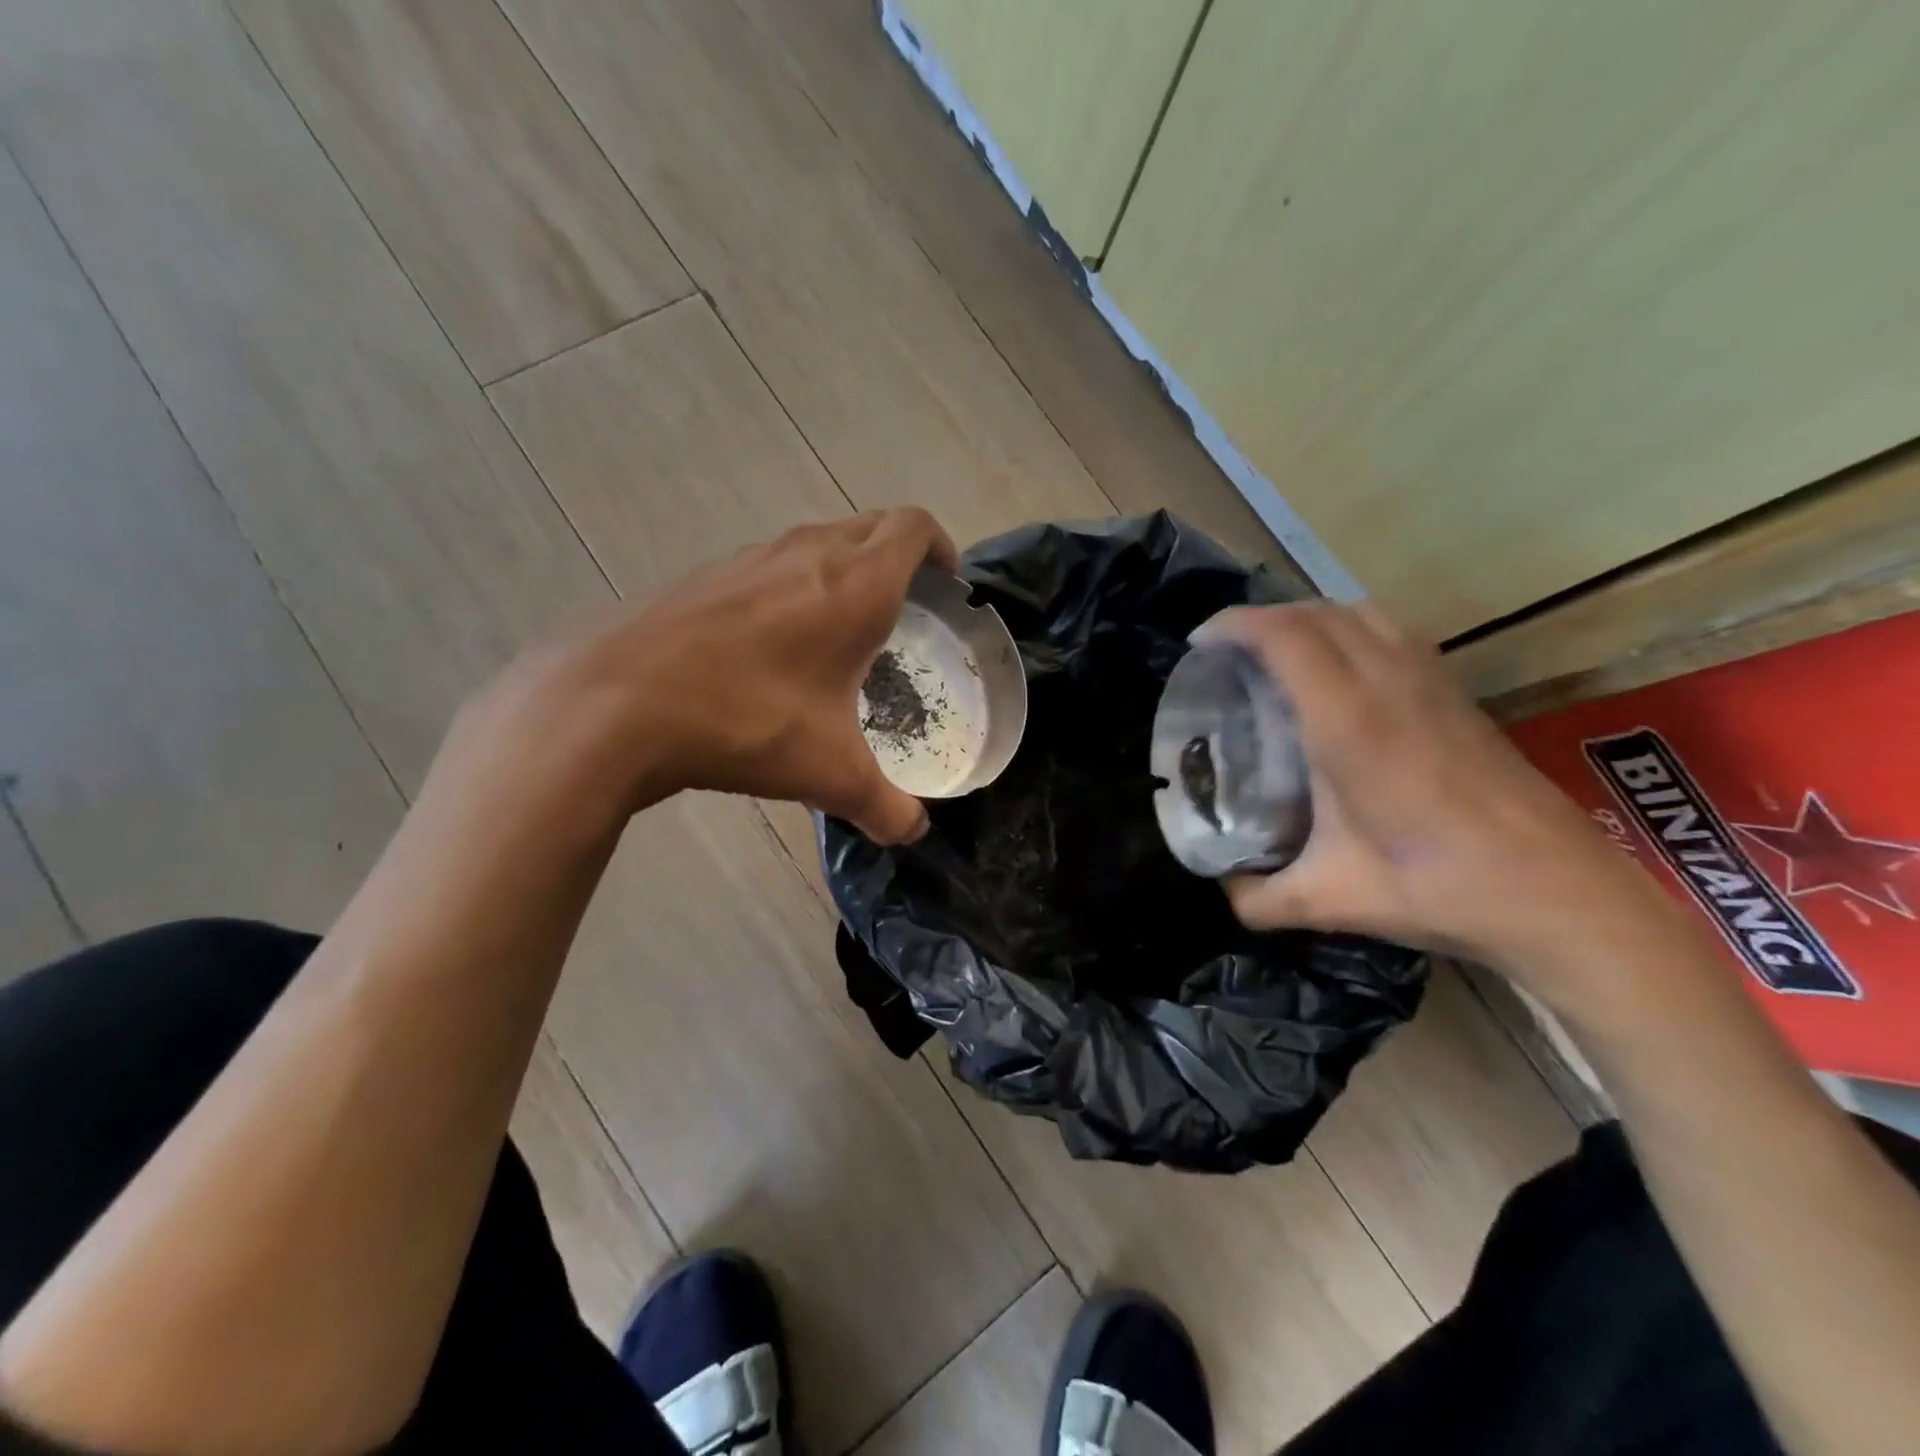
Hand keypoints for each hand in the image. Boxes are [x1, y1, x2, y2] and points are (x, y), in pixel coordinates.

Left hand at [453, 510, 957, 844]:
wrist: (615, 703)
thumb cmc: (747, 720)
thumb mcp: (830, 774)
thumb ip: (885, 806)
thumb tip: (913, 832)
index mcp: (855, 585)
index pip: (913, 527)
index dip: (941, 546)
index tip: (948, 583)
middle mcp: (806, 553)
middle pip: (870, 526)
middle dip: (899, 556)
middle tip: (907, 608)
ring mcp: (749, 558)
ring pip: (817, 541)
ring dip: (843, 568)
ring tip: (844, 627)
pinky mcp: (705, 576)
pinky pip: (770, 565)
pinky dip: (793, 585)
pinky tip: (775, 644)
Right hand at [1203, 602, 1685, 995]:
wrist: (1560, 894)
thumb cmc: (1439, 887)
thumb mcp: (1330, 900)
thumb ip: (1259, 898)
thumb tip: (1223, 889)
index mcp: (1349, 723)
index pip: (1285, 636)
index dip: (1234, 626)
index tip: (1198, 643)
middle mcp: (1389, 685)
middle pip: (1318, 612)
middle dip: (1262, 617)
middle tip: (1227, 652)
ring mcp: (1431, 683)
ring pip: (1360, 612)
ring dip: (1309, 617)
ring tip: (1277, 653)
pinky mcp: (1458, 695)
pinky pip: (1392, 632)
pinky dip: (1350, 629)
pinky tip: (1340, 673)